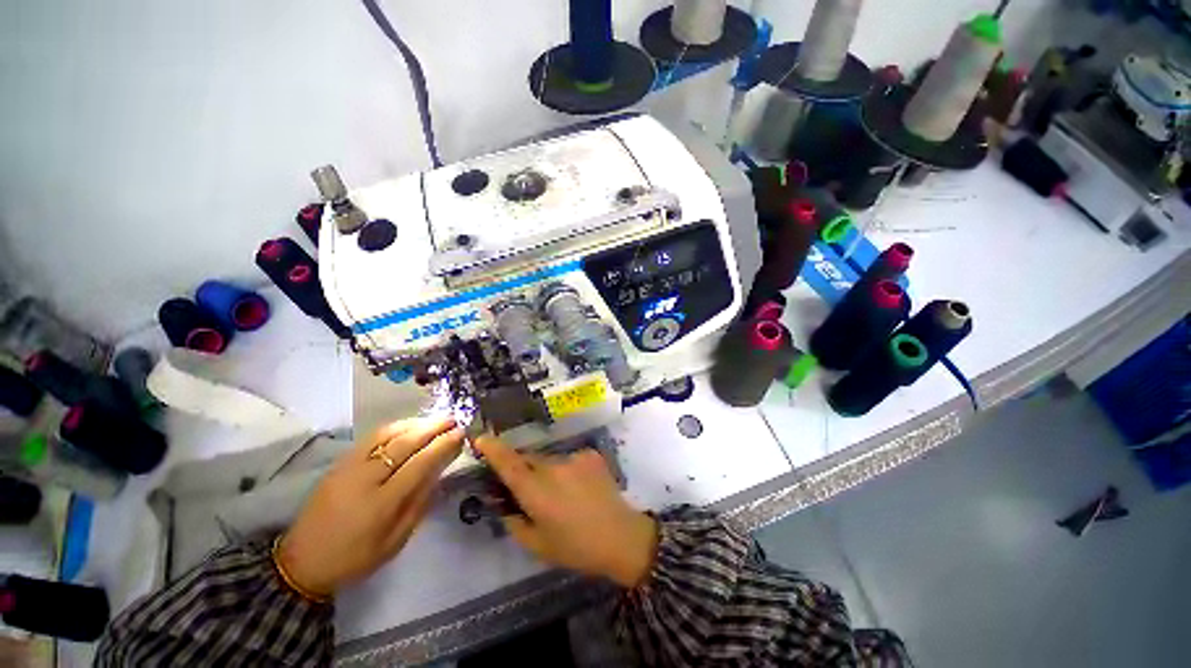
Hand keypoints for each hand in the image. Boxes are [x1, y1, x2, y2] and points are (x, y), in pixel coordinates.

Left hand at [277, 417, 463, 597]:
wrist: (301, 562)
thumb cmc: (354, 558)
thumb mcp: (394, 543)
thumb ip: (419, 506)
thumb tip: (439, 473)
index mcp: (381, 504)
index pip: (419, 464)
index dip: (442, 445)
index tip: (460, 433)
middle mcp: (365, 479)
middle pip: (404, 444)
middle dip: (432, 428)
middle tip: (453, 419)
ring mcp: (348, 467)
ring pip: (386, 435)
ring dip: (414, 423)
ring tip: (435, 420)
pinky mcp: (339, 463)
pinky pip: (371, 437)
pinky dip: (394, 427)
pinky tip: (408, 425)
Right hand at [474, 435, 657, 587]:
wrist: (621, 536)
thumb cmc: (576, 547)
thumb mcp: (537, 545)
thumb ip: (514, 522)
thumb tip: (504, 504)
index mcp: (536, 491)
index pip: (509, 464)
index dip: (493, 449)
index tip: (480, 438)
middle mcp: (553, 467)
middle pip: (529, 460)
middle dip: (523, 470)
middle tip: (530, 490)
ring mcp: (574, 457)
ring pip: (550, 460)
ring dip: (548, 472)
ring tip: (562, 495)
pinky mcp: (590, 454)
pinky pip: (570, 459)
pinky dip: (568, 470)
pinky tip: (580, 488)